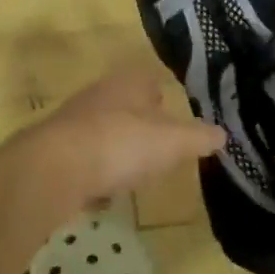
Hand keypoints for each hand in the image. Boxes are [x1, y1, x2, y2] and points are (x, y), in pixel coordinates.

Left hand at [9, 60, 223, 215]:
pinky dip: (94, 173)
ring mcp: (72, 123)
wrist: (54, 170)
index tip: (171, 111)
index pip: (148, 79)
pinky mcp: (52, 153)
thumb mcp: (173, 142)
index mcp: (128, 84)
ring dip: (115, 148)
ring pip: (101, 130)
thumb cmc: (122, 144)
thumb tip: (222, 135)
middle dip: (138, 122)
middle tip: (156, 145)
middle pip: (123, 104)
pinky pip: (82, 160)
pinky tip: (102, 194)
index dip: (161, 94)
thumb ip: (199, 137)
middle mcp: (98, 95)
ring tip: (132, 171)